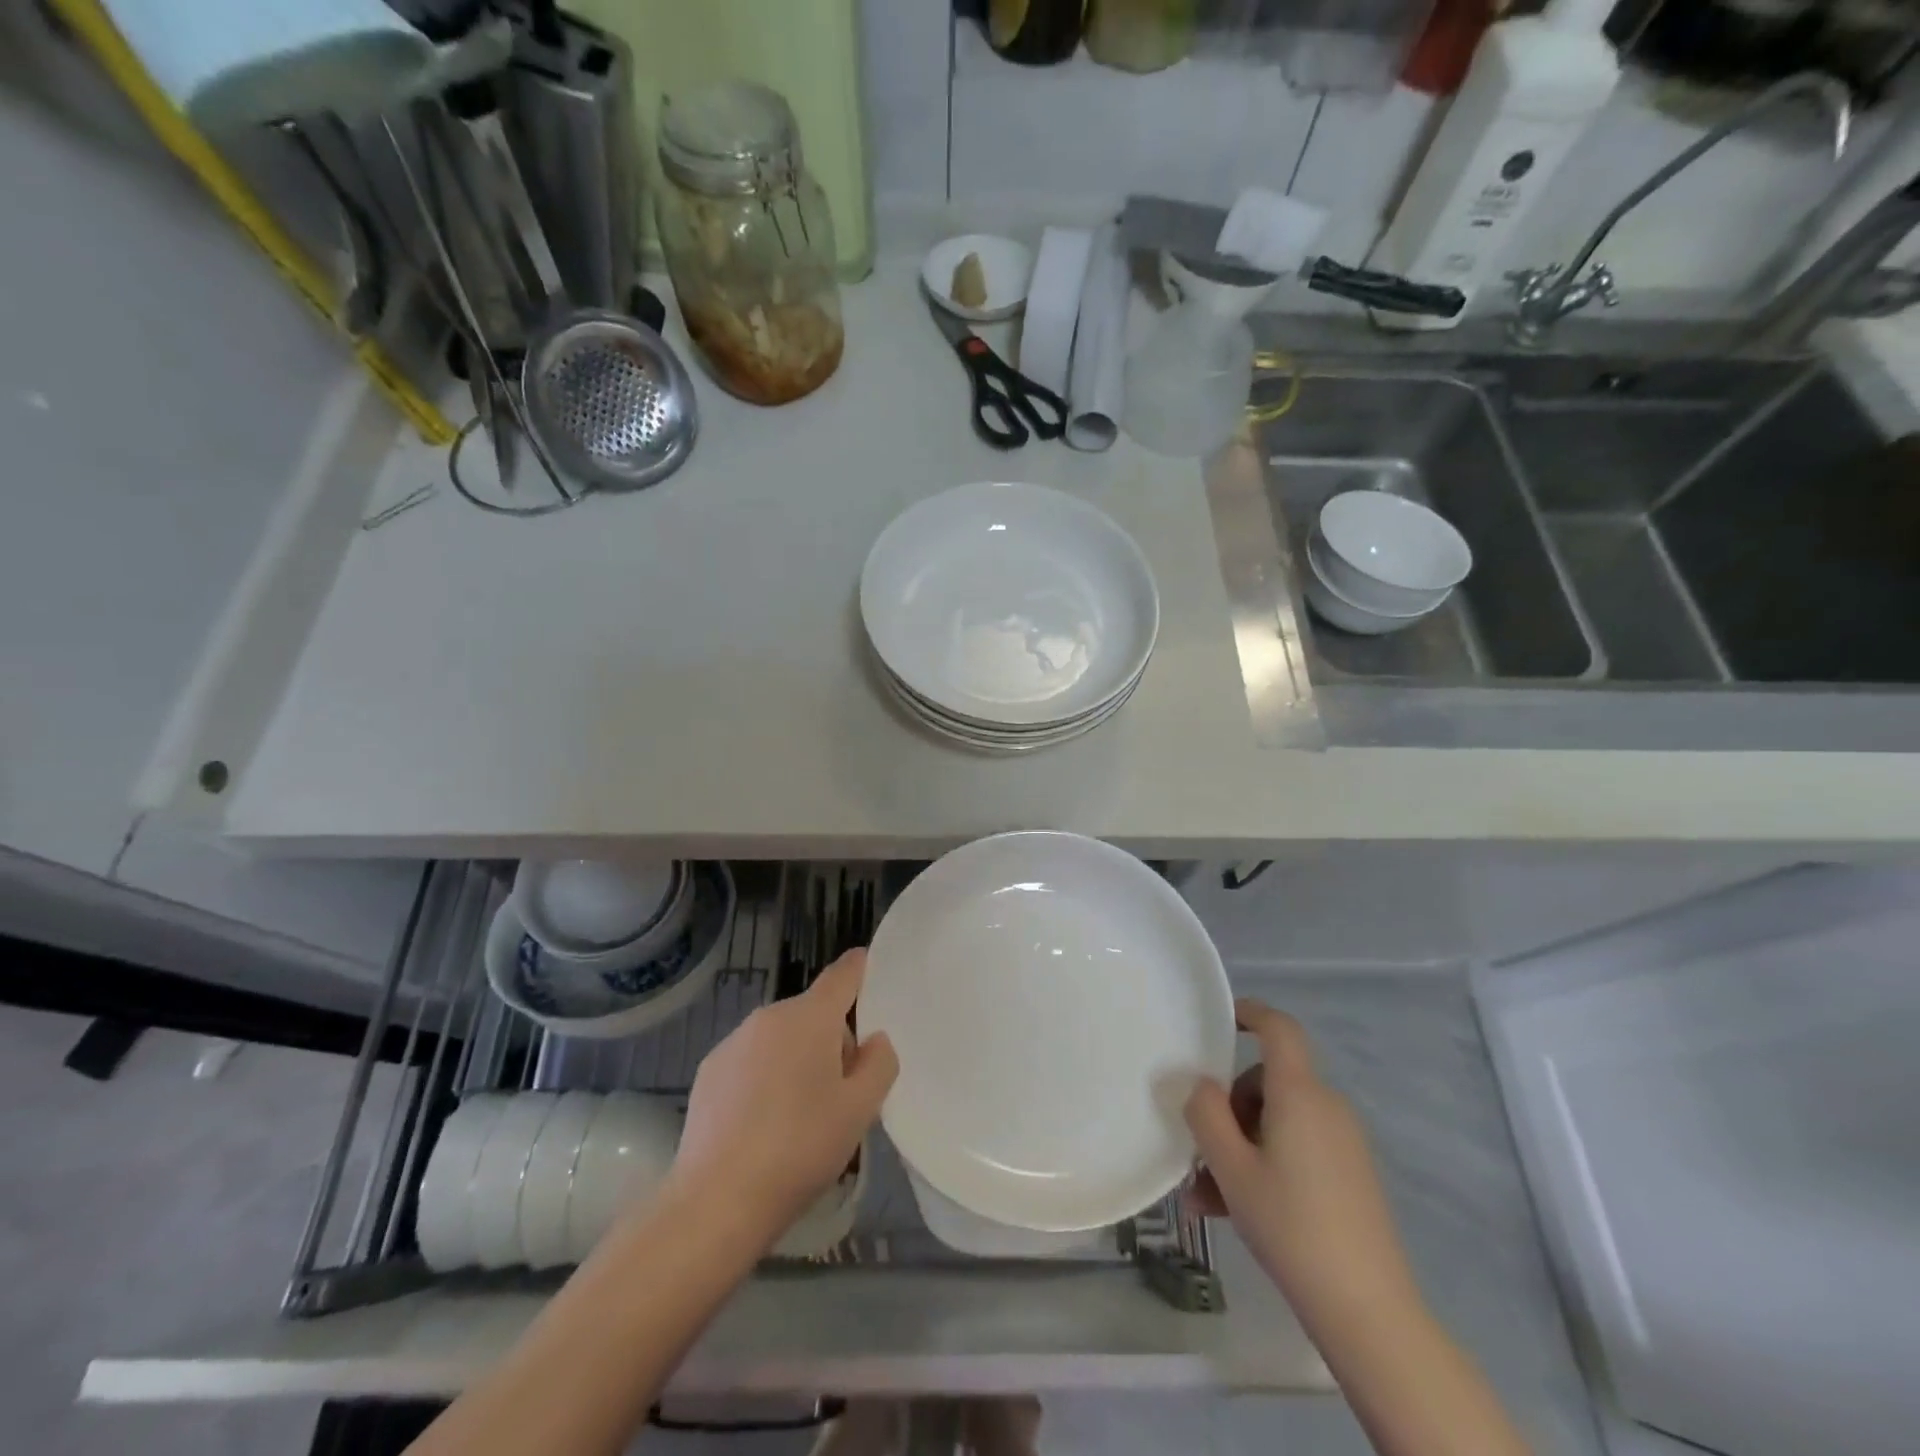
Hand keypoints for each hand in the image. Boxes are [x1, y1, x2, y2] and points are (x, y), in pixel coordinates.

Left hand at [667, 949, 897, 1245]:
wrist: (717, 1201)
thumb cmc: (800, 1148)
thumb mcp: (860, 1110)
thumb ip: (879, 1064)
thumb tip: (873, 1040)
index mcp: (810, 1017)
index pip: (843, 974)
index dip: (862, 968)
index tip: (872, 970)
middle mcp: (769, 1016)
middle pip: (814, 1013)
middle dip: (832, 1039)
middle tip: (842, 1093)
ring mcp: (733, 1042)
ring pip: (782, 1038)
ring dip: (798, 1059)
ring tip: (801, 1117)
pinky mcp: (709, 1071)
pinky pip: (752, 1060)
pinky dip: (765, 1078)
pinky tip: (763, 1125)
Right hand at [1185, 999, 1418, 1328]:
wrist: (1369, 1311)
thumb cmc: (1291, 1225)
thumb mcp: (1231, 1167)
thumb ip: (1205, 1113)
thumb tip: (1197, 1083)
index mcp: (1300, 1093)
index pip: (1279, 1028)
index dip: (1250, 1013)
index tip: (1218, 1020)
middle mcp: (1326, 1107)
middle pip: (1266, 1082)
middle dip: (1227, 1109)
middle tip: (1197, 1151)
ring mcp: (1342, 1142)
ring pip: (1276, 1122)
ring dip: (1238, 1146)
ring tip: (1207, 1197)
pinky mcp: (1350, 1174)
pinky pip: (1295, 1149)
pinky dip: (1263, 1164)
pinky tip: (1236, 1209)